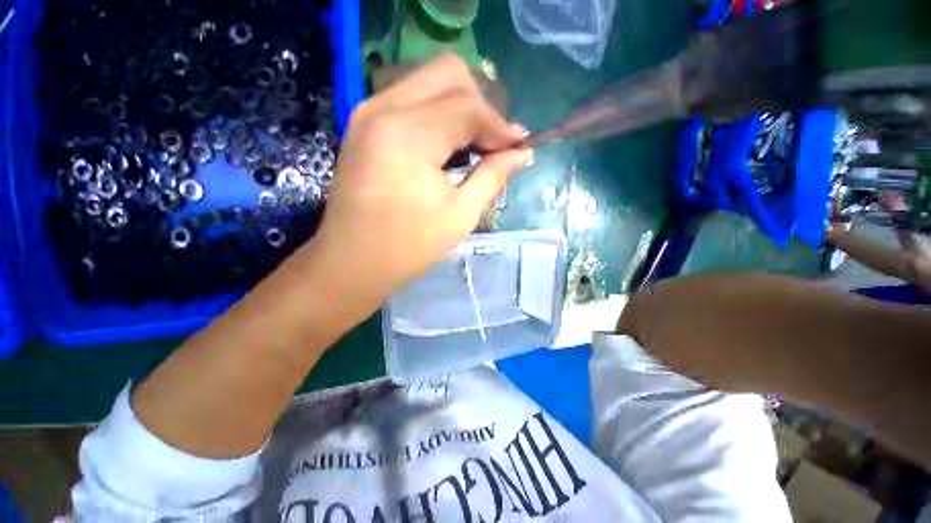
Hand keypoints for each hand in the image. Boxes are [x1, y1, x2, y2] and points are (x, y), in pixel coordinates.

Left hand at [308, 53, 532, 312]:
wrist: (352, 262)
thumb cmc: (408, 246)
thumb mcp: (460, 214)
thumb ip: (493, 175)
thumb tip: (522, 152)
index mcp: (409, 134)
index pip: (469, 107)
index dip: (500, 126)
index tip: (520, 147)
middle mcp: (384, 107)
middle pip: (448, 73)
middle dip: (480, 104)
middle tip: (492, 142)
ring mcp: (368, 111)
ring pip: (428, 80)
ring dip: (459, 105)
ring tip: (473, 144)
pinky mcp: (363, 123)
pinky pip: (410, 97)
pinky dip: (436, 112)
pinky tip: (446, 144)